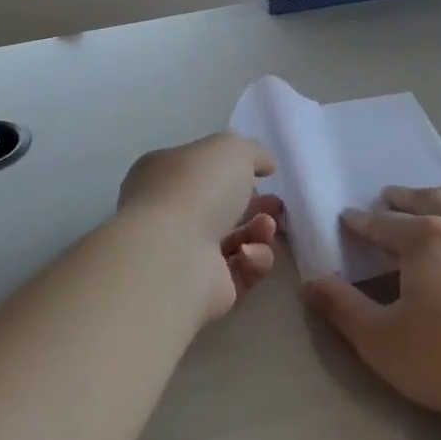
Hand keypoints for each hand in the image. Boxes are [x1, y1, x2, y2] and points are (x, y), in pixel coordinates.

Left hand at [117, 132, 283, 323]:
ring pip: (235, 241)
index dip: (232, 171)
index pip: (200, 170)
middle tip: (277, 205)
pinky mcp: (205, 289)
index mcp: (163, 175)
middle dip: (254, 205)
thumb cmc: (195, 188)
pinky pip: (241, 272)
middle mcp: (169, 214)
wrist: (174, 255)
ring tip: (268, 227)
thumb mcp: (231, 149)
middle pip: (220, 208)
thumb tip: (265, 165)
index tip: (264, 174)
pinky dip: (253, 261)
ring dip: (259, 232)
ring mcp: (185, 254)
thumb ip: (252, 152)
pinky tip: (251, 254)